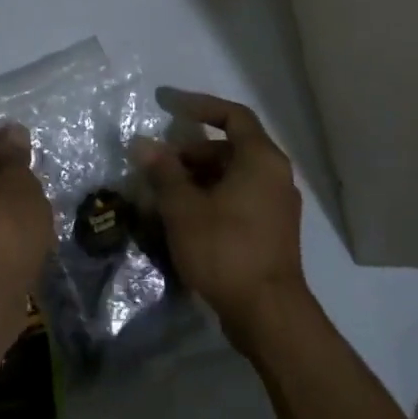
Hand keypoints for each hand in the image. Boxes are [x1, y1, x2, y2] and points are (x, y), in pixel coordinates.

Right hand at [134, 91, 309, 355]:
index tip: (166, 105)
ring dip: (196, 177)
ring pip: (231, 176)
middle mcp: (274, 175)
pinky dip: (210, 197)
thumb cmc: (225, 249)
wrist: (267, 313)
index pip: (232, 115)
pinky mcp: (270, 230)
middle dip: (189, 152)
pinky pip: (237, 198)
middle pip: (229, 148)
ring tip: (161, 192)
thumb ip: (163, 171)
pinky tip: (181, 217)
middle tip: (156, 164)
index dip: (198, 105)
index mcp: (261, 159)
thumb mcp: (184, 208)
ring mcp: (276, 205)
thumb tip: (142, 143)